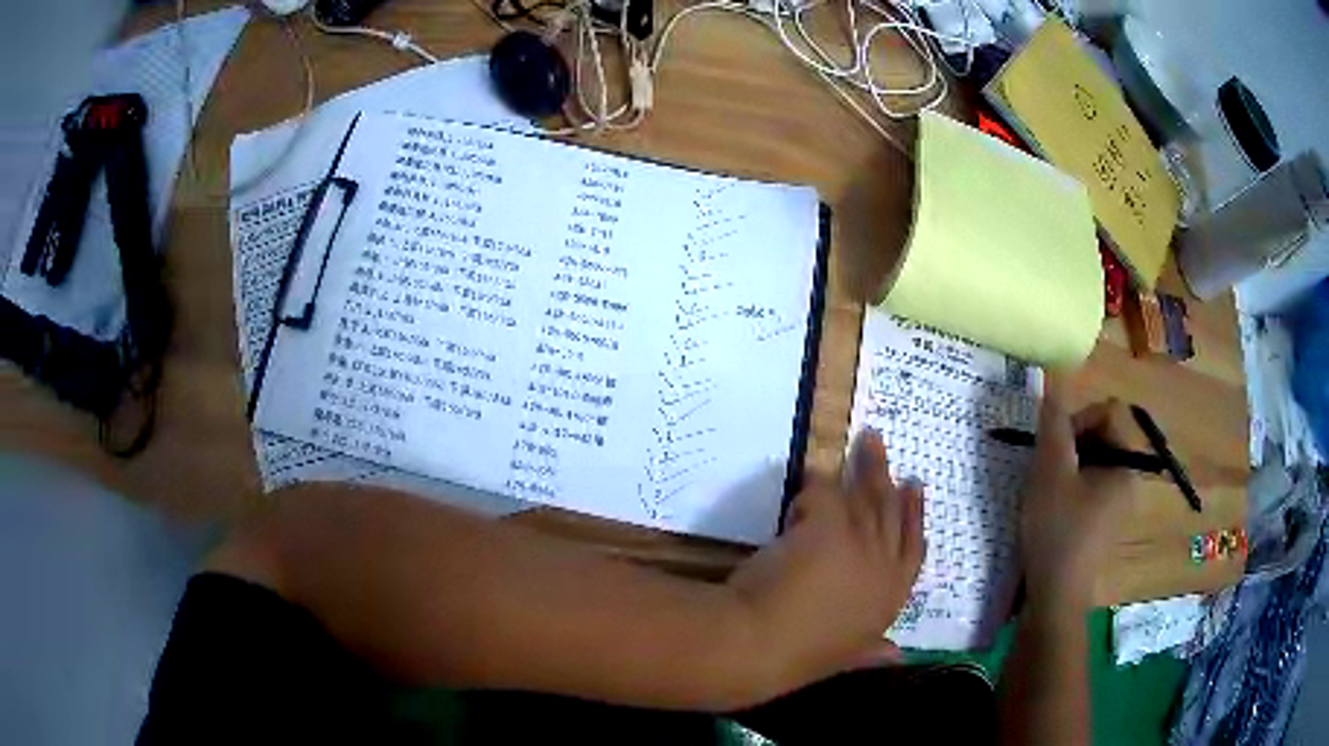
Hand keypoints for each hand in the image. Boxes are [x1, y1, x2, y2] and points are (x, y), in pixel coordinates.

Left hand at [726, 430, 924, 693]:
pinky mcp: (828, 526)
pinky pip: (826, 493)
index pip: (914, 550)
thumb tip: (898, 655)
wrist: (759, 645)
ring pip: (868, 497)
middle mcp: (884, 569)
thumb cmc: (796, 657)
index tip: (915, 489)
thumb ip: (871, 652)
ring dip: (866, 466)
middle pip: (893, 514)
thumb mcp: (845, 658)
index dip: (915, 517)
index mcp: (890, 601)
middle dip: (890, 480)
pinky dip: (817, 486)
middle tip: (884, 450)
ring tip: (866, 440)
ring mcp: (860, 545)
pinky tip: (812, 476)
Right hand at [1020, 390, 1135, 614]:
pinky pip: (1089, 491)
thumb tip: (1053, 385)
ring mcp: (1117, 505)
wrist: (1055, 599)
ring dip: (1066, 469)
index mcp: (1125, 463)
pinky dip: (1069, 492)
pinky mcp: (1104, 526)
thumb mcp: (1050, 473)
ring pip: (1092, 465)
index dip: (1076, 418)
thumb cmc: (1057, 532)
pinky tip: (1050, 513)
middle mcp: (1129, 480)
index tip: (1052, 447)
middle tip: (1044, 470)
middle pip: (1101, 437)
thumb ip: (1054, 425)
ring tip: (1043, 493)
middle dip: (1069, 446)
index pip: (1107, 412)